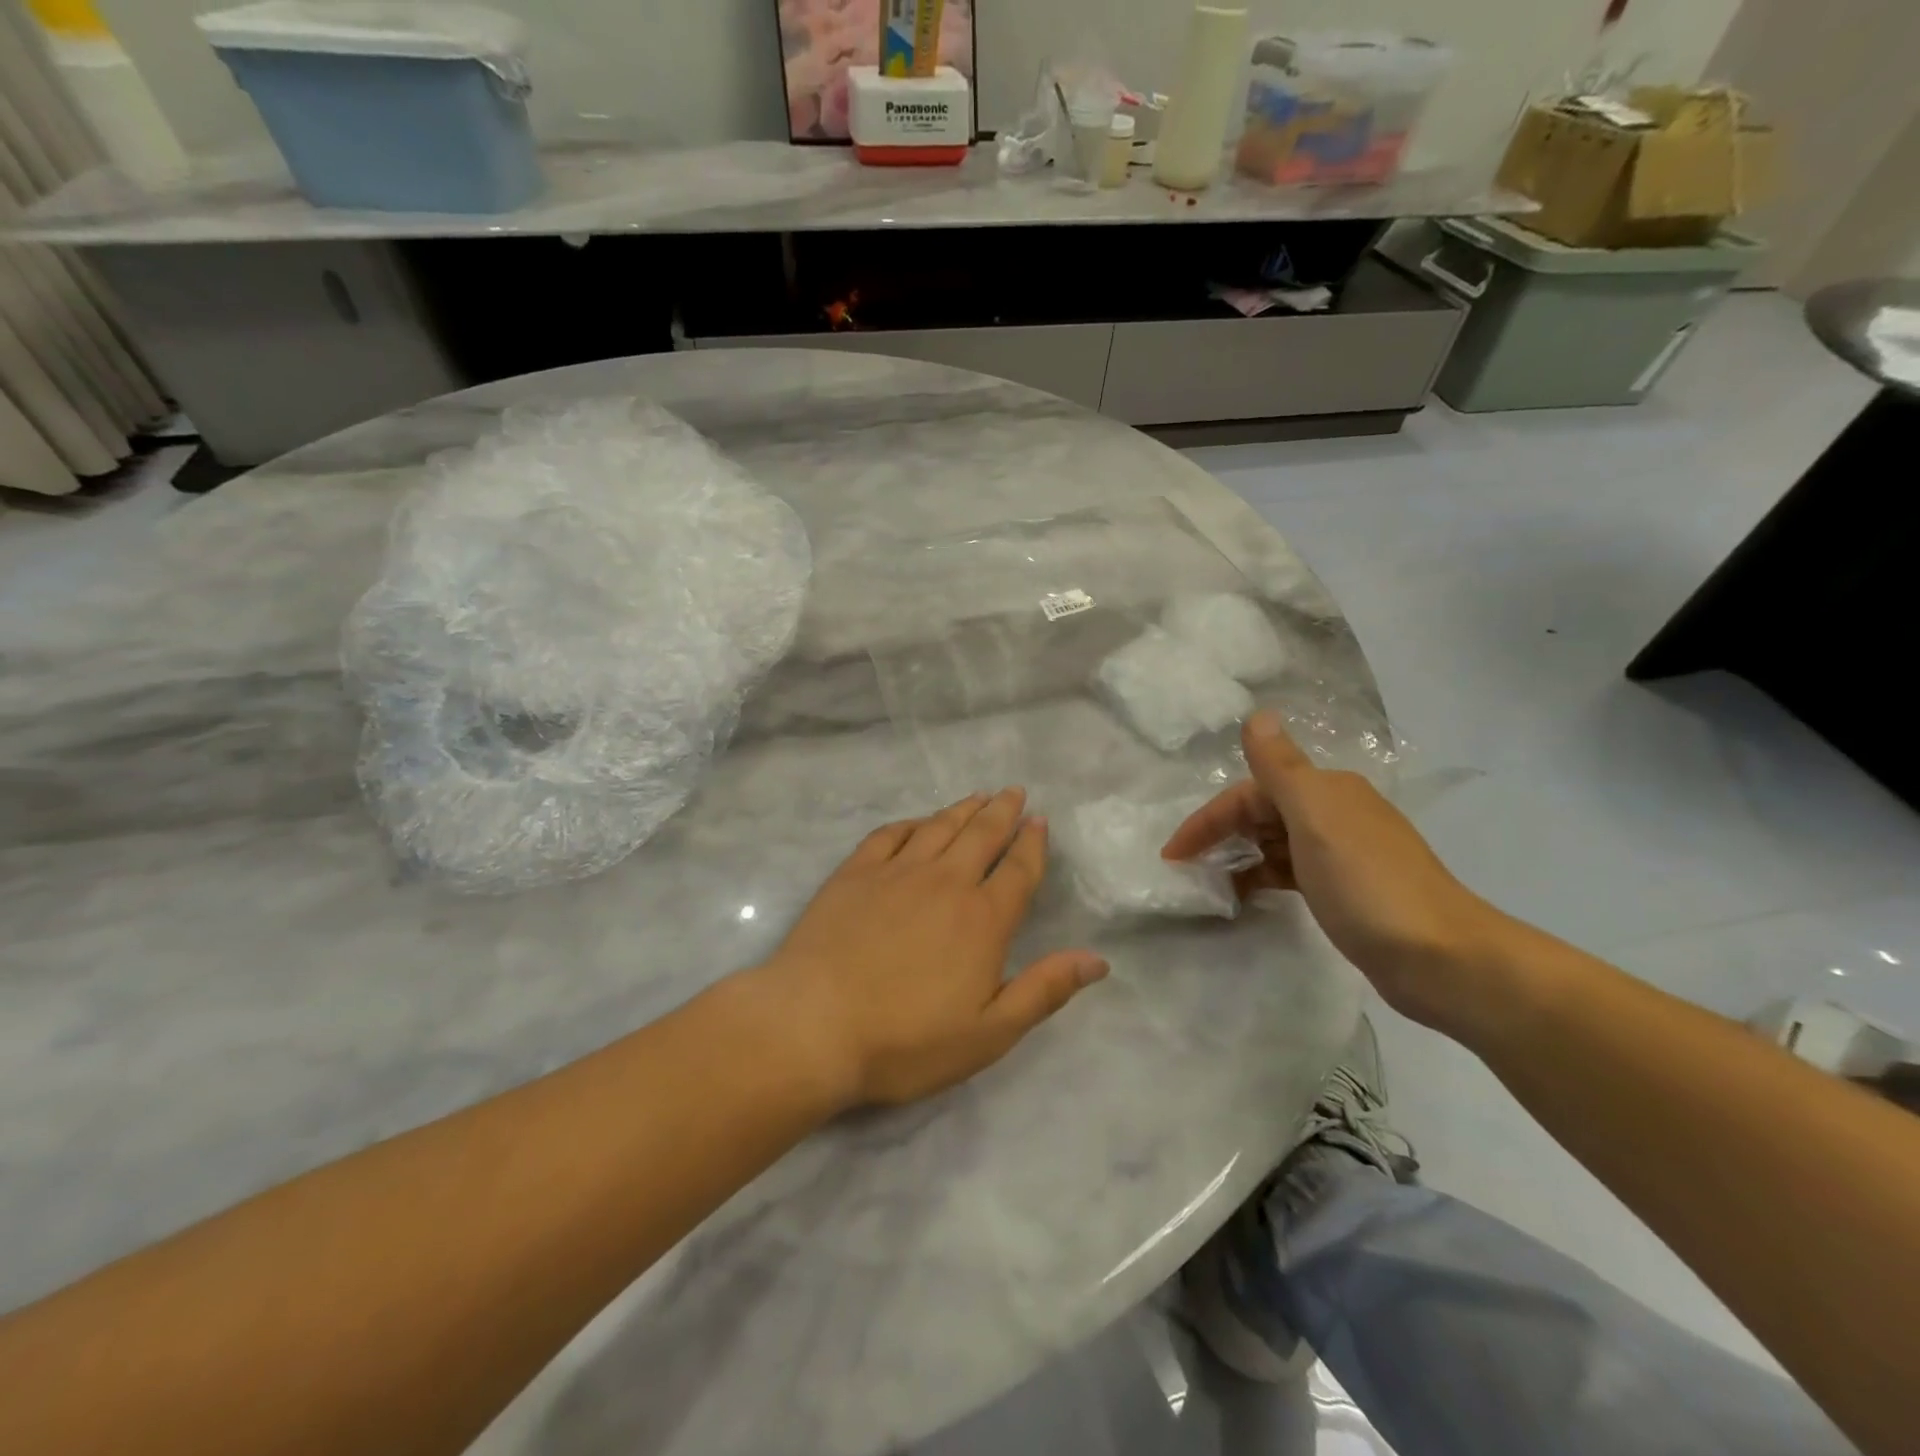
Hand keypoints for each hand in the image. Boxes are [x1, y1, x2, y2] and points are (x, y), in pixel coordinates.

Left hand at [754, 789, 1107, 1109]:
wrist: (813, 1025)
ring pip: (939, 827)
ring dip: (963, 809)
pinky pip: (890, 834)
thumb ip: (1044, 990)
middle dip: (1003, 812)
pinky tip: (918, 822)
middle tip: (1015, 792)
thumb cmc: (906, 1040)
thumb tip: (1097, 960)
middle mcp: (945, 882)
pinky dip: (911, 823)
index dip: (1032, 844)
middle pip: (982, 835)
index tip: (1039, 822)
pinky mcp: (855, 873)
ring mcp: (896, 872)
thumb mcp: (989, 1033)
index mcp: (983, 919)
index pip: (1018, 870)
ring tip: (979, 796)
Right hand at [1162, 713, 1508, 1038]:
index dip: (1208, 819)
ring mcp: (1342, 852)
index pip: (1250, 793)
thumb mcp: (1316, 819)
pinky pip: (1290, 871)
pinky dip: (1264, 878)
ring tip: (1211, 887)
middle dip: (1220, 836)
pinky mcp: (1346, 889)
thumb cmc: (1368, 885)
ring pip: (1275, 843)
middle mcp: (1334, 813)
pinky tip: (1250, 897)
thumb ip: (1281, 767)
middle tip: (1187, 871)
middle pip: (1261, 814)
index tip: (1174, 856)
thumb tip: (1258, 714)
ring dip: (1240, 858)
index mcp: (1325, 791)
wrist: (1442, 959)